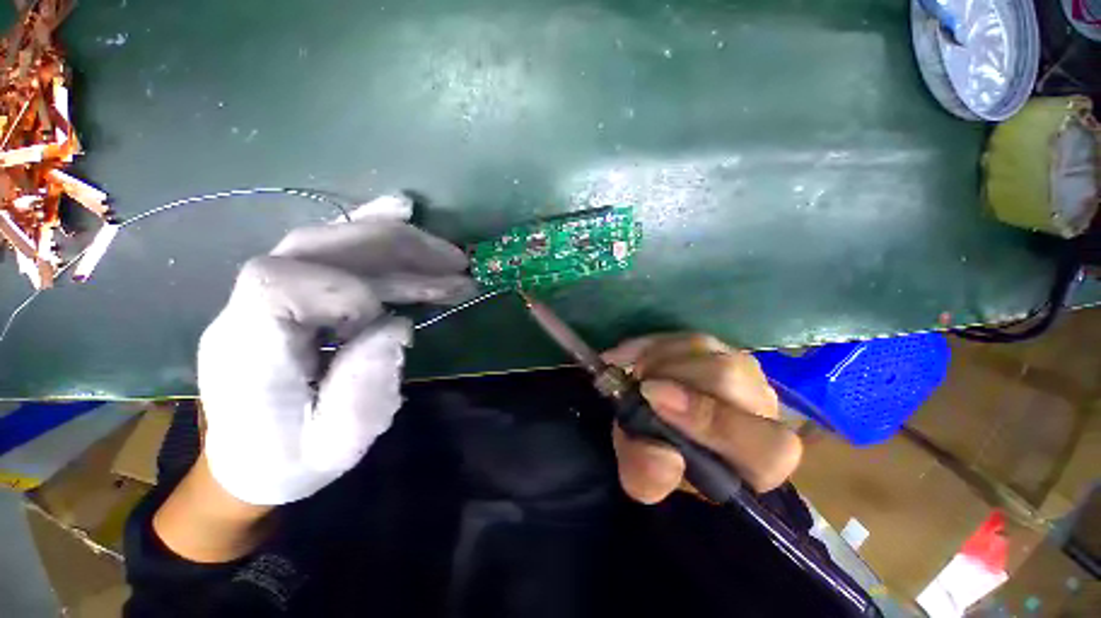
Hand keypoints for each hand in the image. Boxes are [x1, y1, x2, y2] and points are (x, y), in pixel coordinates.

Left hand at [197, 194, 475, 505]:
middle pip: (317, 247)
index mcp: (248, 352)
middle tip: (455, 264)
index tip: (388, 317)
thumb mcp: (336, 447)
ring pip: (330, 241)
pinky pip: (329, 248)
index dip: (344, 288)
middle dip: (395, 250)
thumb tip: (399, 326)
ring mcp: (267, 295)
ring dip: (398, 243)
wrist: (246, 465)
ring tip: (449, 255)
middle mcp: (247, 309)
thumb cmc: (288, 464)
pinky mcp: (291, 294)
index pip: (277, 283)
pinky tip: (401, 213)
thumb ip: (365, 389)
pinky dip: (371, 229)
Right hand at [603, 333, 801, 503]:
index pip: (766, 445)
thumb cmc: (660, 459)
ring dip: (657, 358)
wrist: (657, 427)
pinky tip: (628, 357)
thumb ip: (650, 477)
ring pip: (704, 347)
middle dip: (671, 376)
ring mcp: (740, 369)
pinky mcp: (716, 348)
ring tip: (634, 375)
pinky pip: (681, 336)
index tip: (653, 399)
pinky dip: (649, 344)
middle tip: (636, 385)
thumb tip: (663, 454)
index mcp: (759, 460)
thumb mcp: (644, 478)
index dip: (711, 421)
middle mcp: (761, 409)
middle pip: (728, 376)